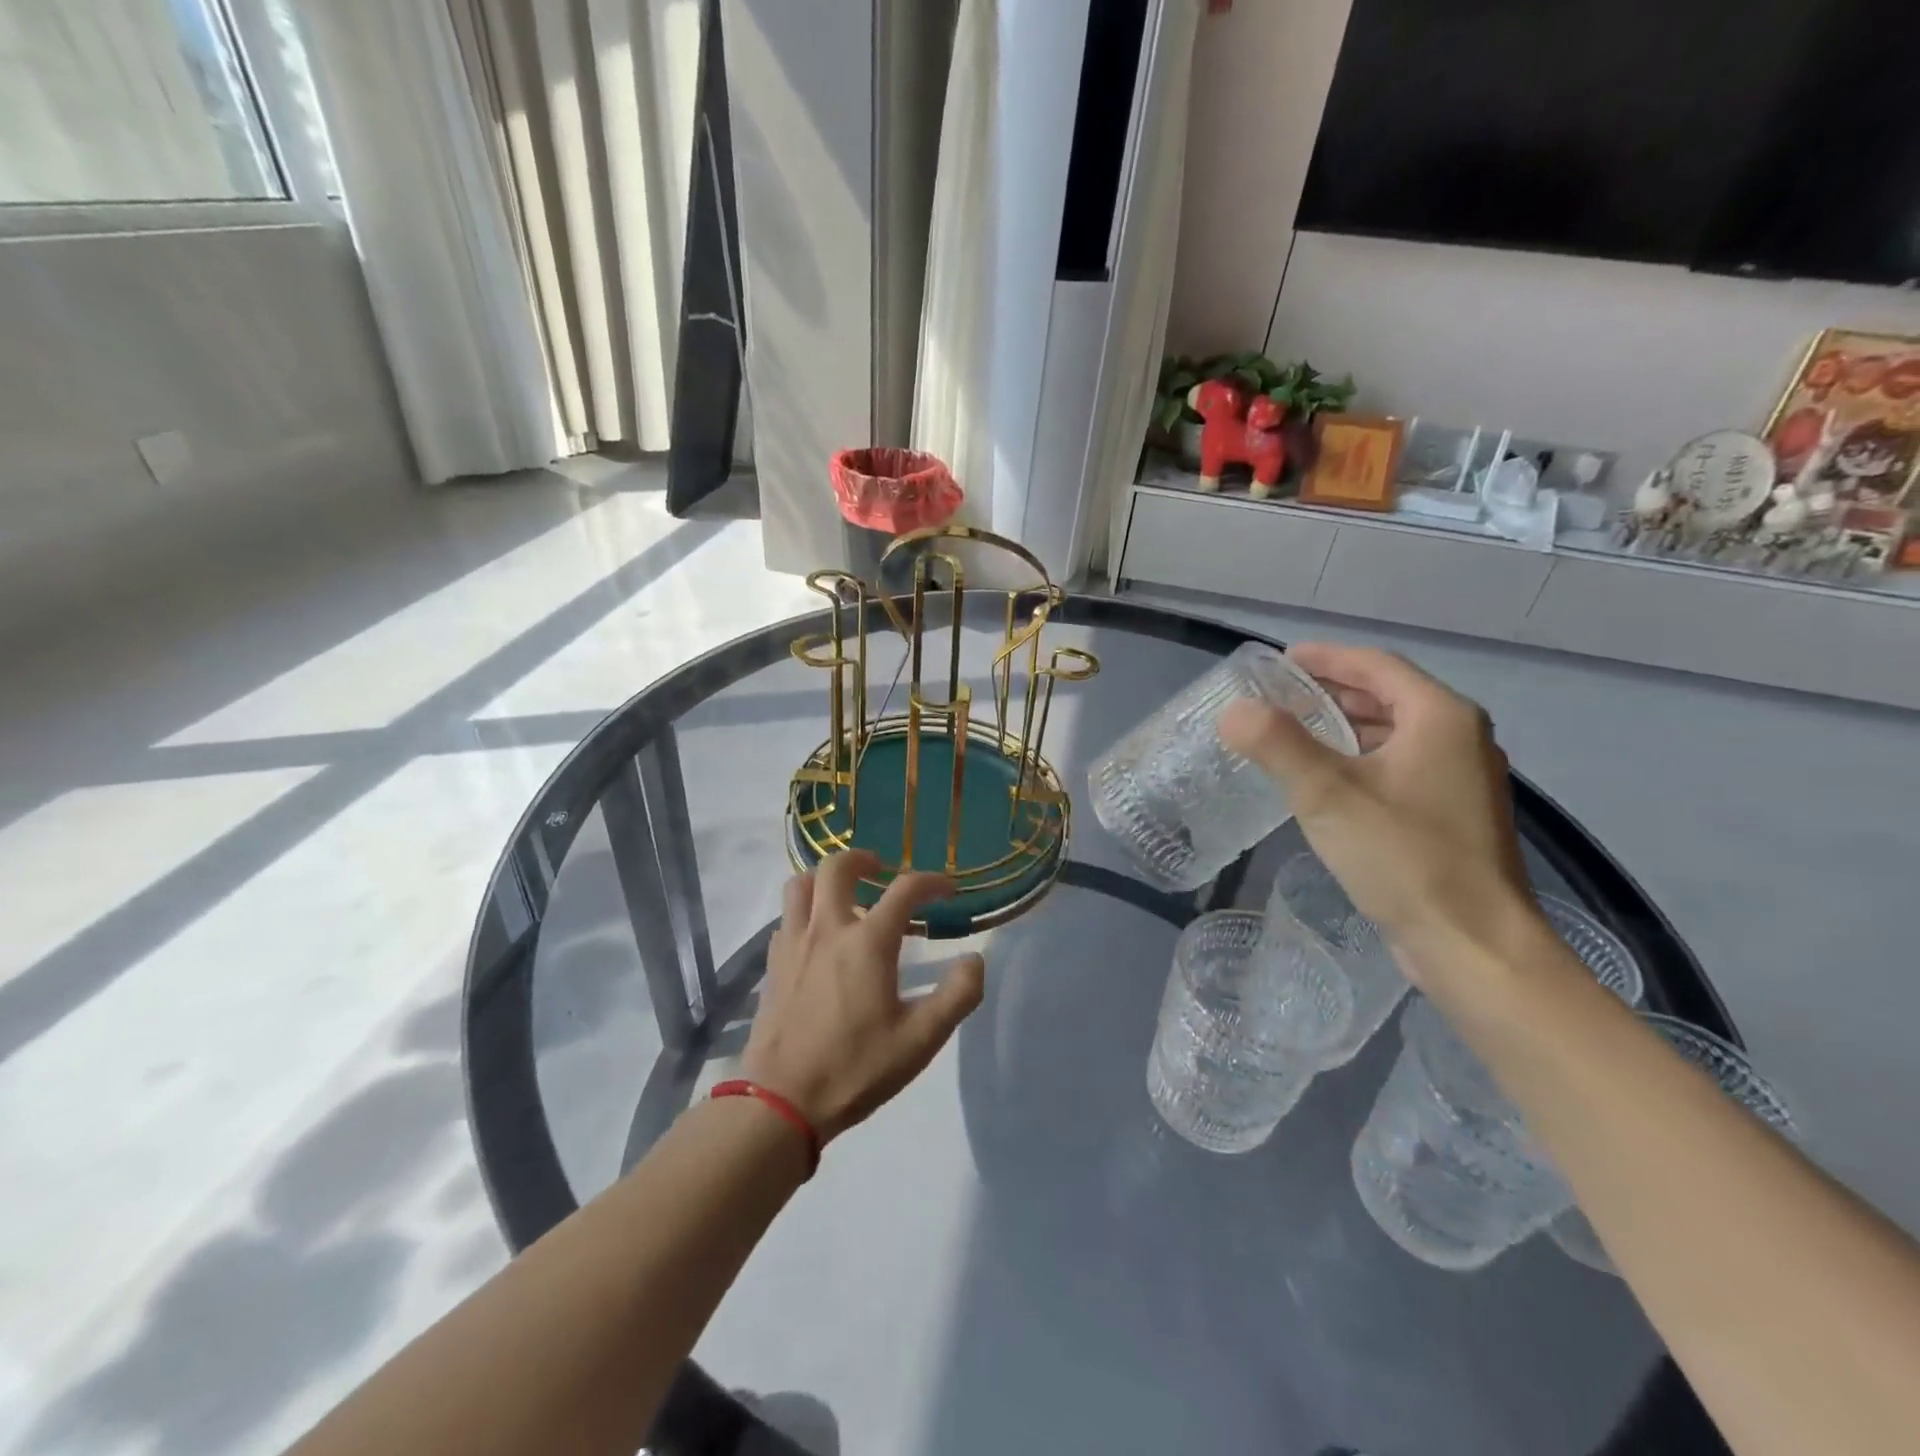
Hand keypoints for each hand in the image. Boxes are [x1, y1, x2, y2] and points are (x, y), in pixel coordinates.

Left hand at [741, 850, 985, 1141]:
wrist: (780, 1102)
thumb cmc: (856, 1068)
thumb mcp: (920, 1040)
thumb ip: (957, 996)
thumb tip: (975, 960)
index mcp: (867, 942)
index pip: (904, 889)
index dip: (931, 882)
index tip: (947, 890)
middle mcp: (827, 929)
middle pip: (837, 867)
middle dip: (864, 859)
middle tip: (883, 872)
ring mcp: (793, 943)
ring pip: (801, 885)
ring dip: (825, 879)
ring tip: (846, 895)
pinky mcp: (773, 964)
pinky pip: (787, 917)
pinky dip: (806, 911)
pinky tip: (819, 937)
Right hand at [1219, 644, 1535, 986]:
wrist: (1473, 945)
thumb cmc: (1404, 857)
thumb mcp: (1327, 794)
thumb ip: (1277, 744)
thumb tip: (1235, 710)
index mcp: (1440, 717)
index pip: (1375, 666)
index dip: (1325, 658)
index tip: (1279, 661)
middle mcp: (1460, 738)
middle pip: (1387, 696)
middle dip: (1331, 691)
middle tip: (1277, 697)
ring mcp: (1461, 779)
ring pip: (1393, 733)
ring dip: (1344, 726)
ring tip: (1292, 733)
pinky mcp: (1452, 816)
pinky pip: (1398, 766)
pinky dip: (1359, 760)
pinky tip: (1326, 782)